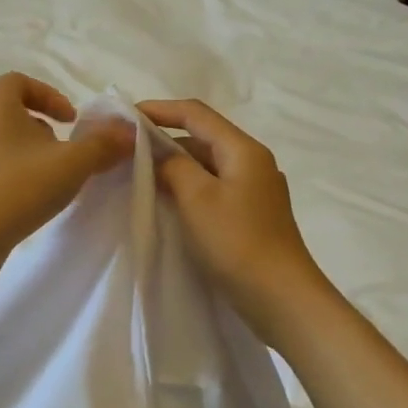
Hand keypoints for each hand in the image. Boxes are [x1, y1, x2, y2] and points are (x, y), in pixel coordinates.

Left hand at [0, 73, 132, 256]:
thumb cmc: (20, 188)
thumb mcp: (72, 164)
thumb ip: (104, 144)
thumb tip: (128, 131)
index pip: (19, 81)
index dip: (49, 95)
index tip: (71, 121)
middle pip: (9, 109)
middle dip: (40, 124)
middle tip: (62, 149)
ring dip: (25, 147)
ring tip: (46, 174)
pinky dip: (8, 167)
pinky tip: (25, 194)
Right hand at [138, 99, 334, 338]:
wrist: (281, 297)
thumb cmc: (237, 242)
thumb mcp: (197, 198)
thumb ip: (174, 167)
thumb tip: (160, 156)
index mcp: (243, 150)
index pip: (196, 114)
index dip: (160, 109)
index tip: (126, 116)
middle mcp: (253, 162)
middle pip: (203, 137)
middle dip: (165, 138)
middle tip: (126, 149)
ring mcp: (254, 190)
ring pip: (208, 164)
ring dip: (176, 165)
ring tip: (140, 174)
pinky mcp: (251, 215)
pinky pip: (214, 188)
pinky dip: (189, 187)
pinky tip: (168, 201)